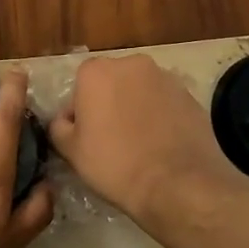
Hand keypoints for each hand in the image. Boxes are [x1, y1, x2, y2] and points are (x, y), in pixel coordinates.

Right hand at [48, 55, 239, 224]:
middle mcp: (131, 64)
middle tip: (110, 138)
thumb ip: (58, 126)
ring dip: (135, 108)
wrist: (177, 183)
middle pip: (112, 82)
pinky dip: (160, 116)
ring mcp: (165, 77)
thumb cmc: (115, 164)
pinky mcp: (190, 95)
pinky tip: (161, 144)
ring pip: (140, 90)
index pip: (79, 85)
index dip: (80, 112)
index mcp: (96, 71)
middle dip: (109, 103)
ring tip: (139, 143)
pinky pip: (165, 102)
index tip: (85, 136)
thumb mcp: (71, 151)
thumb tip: (64, 120)